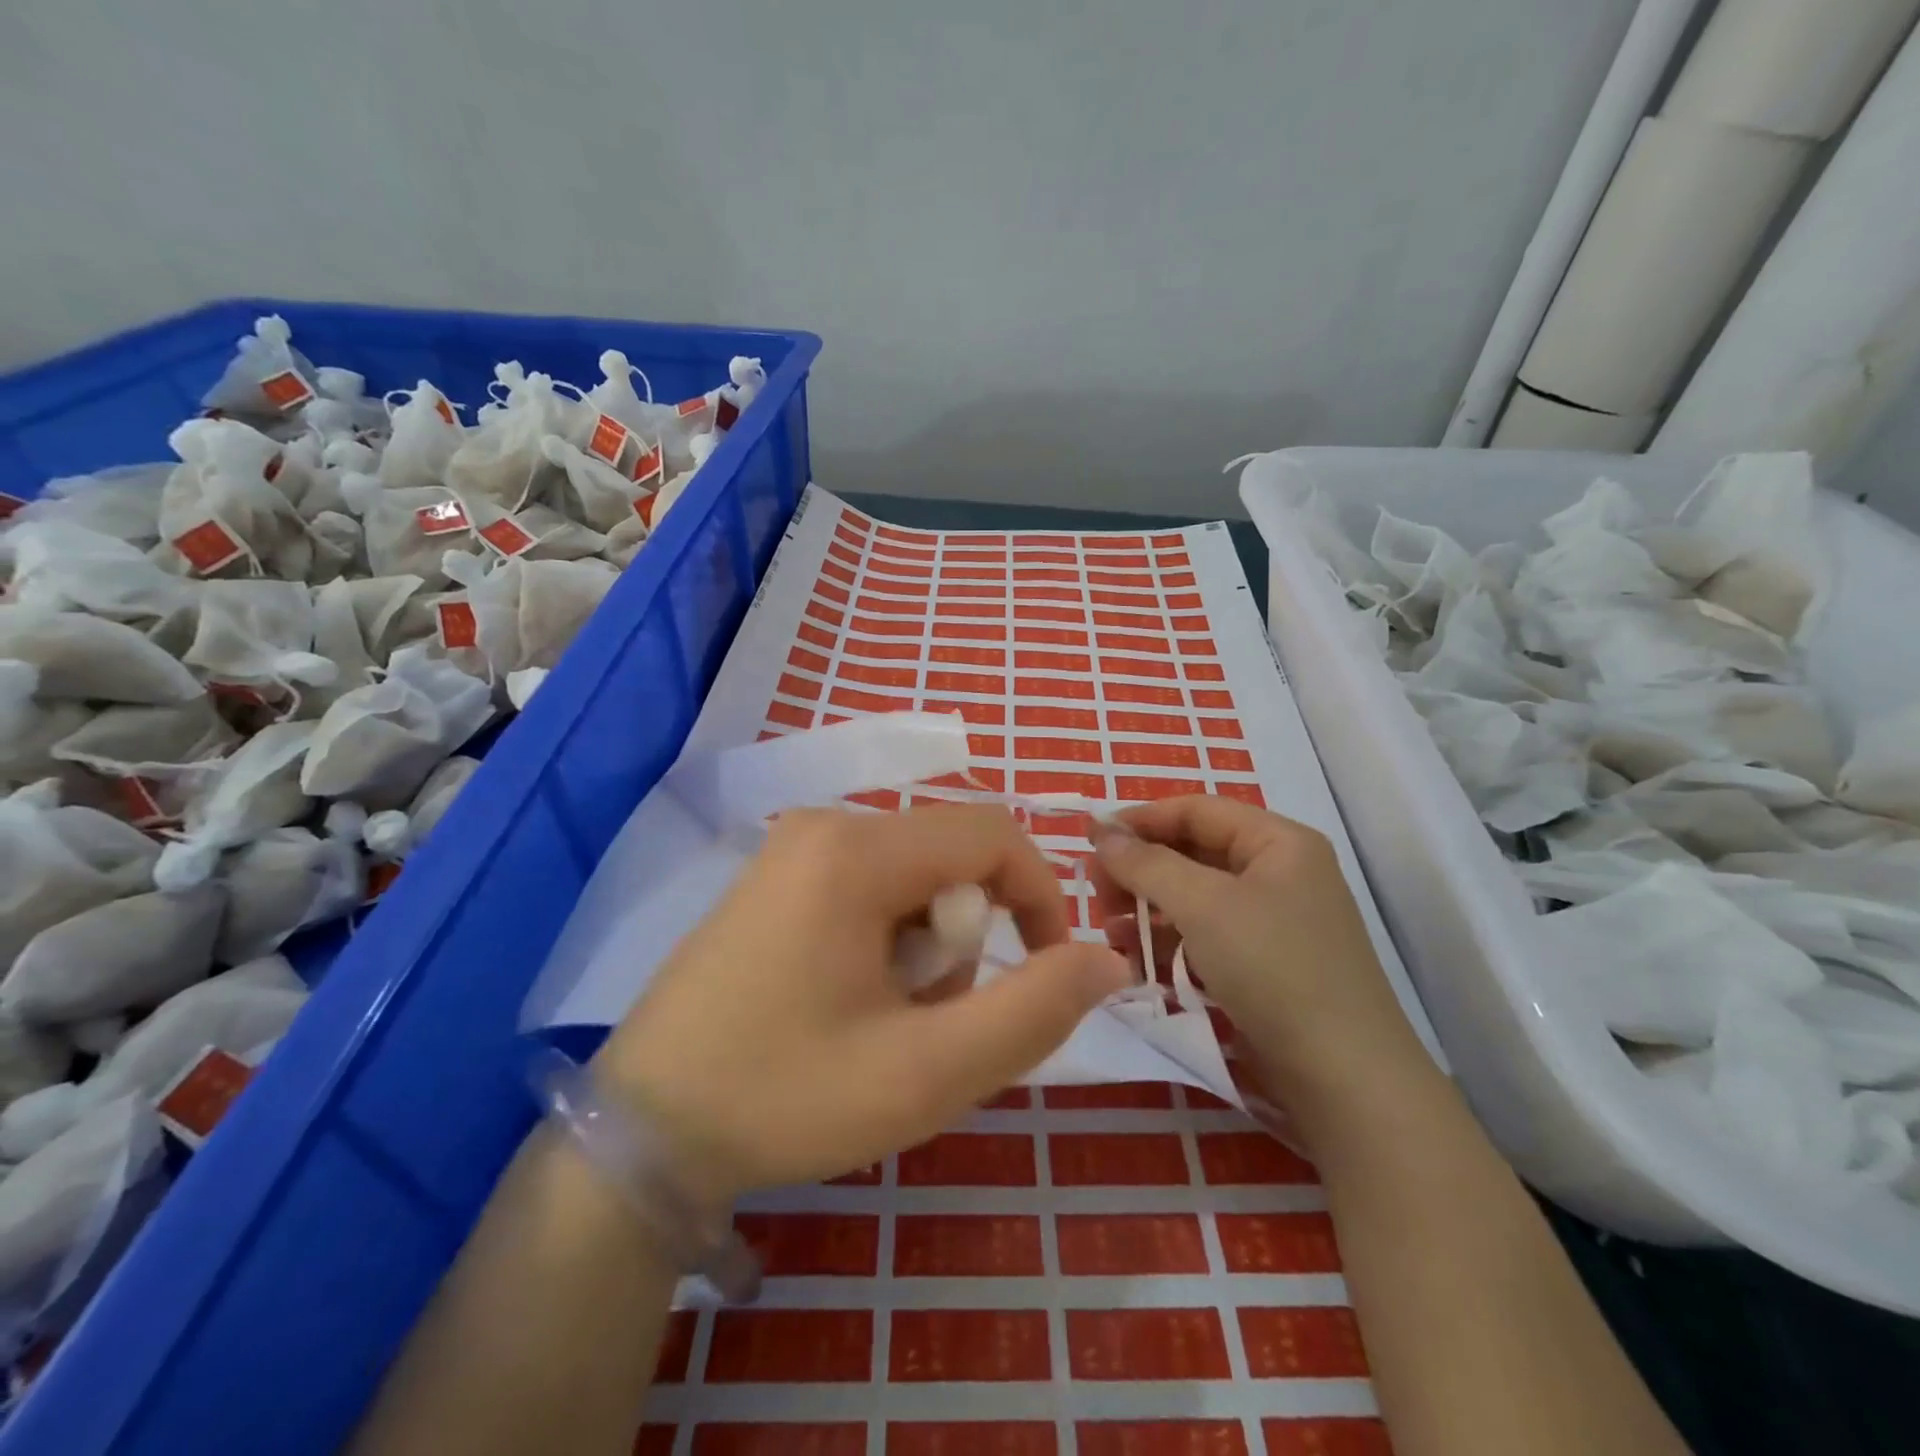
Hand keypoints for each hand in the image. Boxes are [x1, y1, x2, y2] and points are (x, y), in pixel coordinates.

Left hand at [595, 804, 1130, 1205]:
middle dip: (969, 937)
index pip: (993, 833)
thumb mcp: (927, 1070)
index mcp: (857, 851)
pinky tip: (847, 1003)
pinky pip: (868, 888)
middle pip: (950, 858)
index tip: (1047, 970)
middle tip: (930, 1018)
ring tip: (885, 1021)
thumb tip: (1107, 957)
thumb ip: (1033, 1009)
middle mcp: (824, 826)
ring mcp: (791, 849)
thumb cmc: (785, 1097)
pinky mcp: (773, 878)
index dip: (1040, 894)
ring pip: (913, 877)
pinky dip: (887, 942)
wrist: (640, 1133)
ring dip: (928, 947)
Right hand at [1089, 796, 1426, 1119]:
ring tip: (1109, 931)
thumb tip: (1102, 832)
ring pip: (1195, 898)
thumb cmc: (1274, 969)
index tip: (1091, 840)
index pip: (1197, 810)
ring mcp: (1274, 923)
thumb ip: (1146, 863)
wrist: (1346, 1080)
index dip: (1141, 819)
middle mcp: (1279, 874)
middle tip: (1097, 893)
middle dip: (1141, 870)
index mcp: (1278, 842)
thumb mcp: (1203, 905)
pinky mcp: (1265, 966)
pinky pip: (1206, 938)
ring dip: (1148, 910)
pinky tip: (1136, 962)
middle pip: (1193, 853)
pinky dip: (1170, 944)